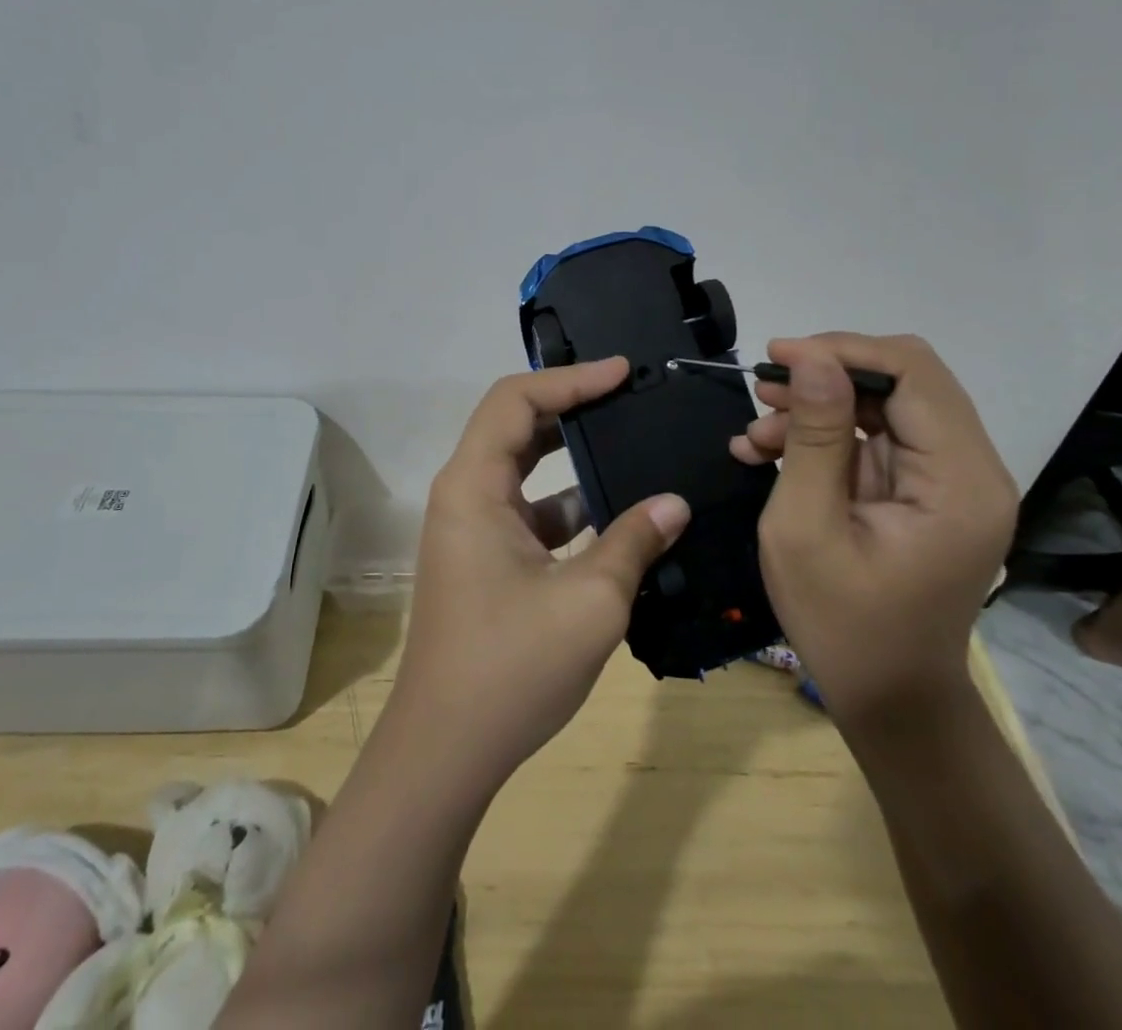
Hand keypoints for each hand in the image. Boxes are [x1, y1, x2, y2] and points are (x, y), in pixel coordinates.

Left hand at [392, 358, 690, 785]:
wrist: (446, 750)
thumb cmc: (511, 667)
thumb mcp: (589, 601)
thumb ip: (634, 541)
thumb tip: (675, 503)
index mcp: (472, 486)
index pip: (516, 400)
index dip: (569, 379)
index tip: (622, 372)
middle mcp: (465, 495)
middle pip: (516, 426)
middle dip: (571, 407)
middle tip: (629, 397)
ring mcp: (472, 528)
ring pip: (525, 470)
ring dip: (573, 457)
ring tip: (631, 445)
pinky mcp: (485, 559)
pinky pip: (530, 511)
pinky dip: (569, 506)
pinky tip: (619, 517)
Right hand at [734, 334, 1017, 734]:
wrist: (889, 698)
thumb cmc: (843, 623)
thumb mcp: (806, 526)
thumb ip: (813, 436)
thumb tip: (811, 357)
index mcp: (959, 480)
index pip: (912, 373)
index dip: (843, 350)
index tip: (776, 356)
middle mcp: (971, 470)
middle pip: (903, 381)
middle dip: (827, 376)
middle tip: (763, 390)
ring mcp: (950, 482)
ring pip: (884, 405)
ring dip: (817, 408)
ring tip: (756, 432)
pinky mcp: (925, 492)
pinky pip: (875, 439)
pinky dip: (823, 437)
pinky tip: (768, 451)